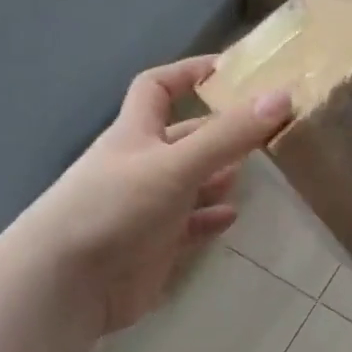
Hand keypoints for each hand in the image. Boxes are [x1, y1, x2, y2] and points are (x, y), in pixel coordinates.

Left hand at [23, 56, 290, 333]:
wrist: (69, 282)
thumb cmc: (117, 207)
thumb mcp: (176, 164)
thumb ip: (228, 135)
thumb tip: (282, 96)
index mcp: (136, 134)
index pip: (157, 87)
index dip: (188, 72)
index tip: (228, 69)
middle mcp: (140, 166)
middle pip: (183, 139)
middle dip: (218, 132)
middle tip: (262, 130)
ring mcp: (146, 208)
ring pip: (189, 184)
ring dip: (218, 176)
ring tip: (255, 173)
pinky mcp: (153, 247)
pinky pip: (188, 226)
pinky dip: (209, 219)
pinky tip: (232, 216)